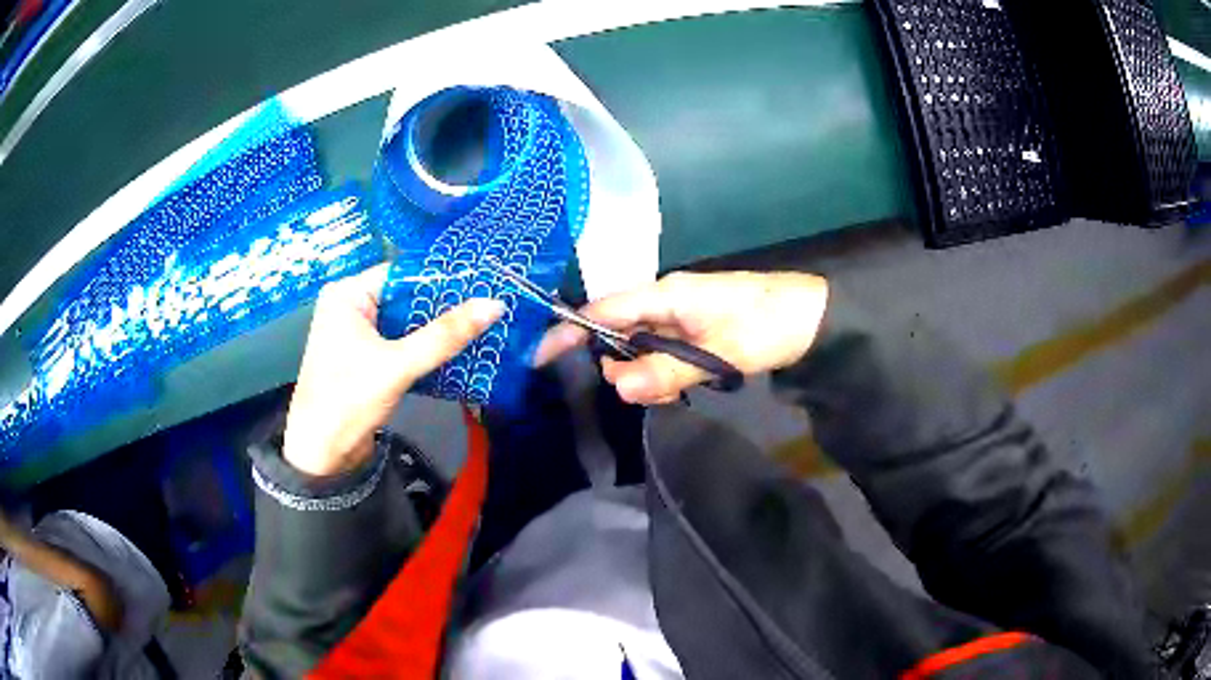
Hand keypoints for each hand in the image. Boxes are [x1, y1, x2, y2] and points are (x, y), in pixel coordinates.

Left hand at [284, 265, 503, 476]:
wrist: (321, 454)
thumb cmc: (349, 399)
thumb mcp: (398, 365)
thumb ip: (445, 335)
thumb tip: (495, 305)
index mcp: (347, 294)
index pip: (402, 274)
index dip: (442, 279)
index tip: (483, 284)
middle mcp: (350, 306)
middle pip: (405, 297)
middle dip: (443, 306)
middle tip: (489, 307)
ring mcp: (357, 334)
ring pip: (405, 322)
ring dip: (437, 330)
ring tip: (482, 326)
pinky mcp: (365, 359)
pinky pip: (400, 343)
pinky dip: (424, 348)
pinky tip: (456, 352)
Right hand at [535, 271, 827, 404]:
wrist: (814, 318)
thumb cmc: (767, 324)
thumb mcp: (719, 351)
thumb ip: (667, 370)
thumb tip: (617, 387)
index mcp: (667, 294)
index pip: (603, 310)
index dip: (569, 331)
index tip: (538, 357)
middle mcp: (666, 301)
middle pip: (620, 333)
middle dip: (623, 367)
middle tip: (650, 393)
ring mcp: (680, 316)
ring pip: (641, 348)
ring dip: (646, 375)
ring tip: (675, 394)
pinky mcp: (693, 330)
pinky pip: (663, 353)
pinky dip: (664, 375)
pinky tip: (681, 389)